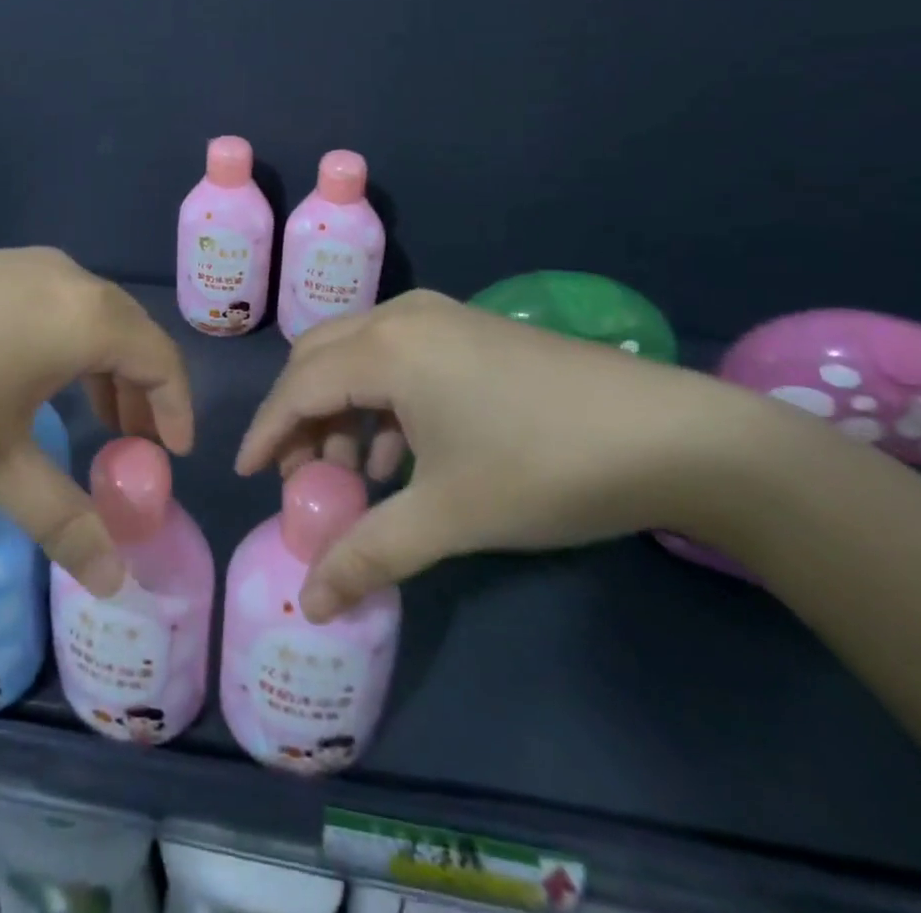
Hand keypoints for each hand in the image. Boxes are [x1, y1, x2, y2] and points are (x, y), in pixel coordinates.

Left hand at [0, 246, 192, 596]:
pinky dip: (63, 342)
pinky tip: (28, 376)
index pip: (161, 359)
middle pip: (128, 331)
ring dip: (101, 365)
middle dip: (141, 390)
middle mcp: (65, 277)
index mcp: (86, 317)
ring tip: (90, 414)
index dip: (177, 408)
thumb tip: (115, 582)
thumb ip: (63, 520)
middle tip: (134, 444)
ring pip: (86, 313)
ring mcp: (21, 262)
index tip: (174, 455)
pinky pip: (49, 301)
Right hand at [235, 289, 755, 620]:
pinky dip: (380, 397)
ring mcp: (441, 316)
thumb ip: (369, 553)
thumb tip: (310, 603)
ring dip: (341, 407)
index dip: (266, 432)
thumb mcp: (449, 515)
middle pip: (319, 358)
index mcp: (386, 349)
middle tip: (298, 474)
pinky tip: (402, 450)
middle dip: (299, 415)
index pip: (298, 386)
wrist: (676, 436)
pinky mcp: (471, 328)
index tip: (245, 474)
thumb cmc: (543, 468)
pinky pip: (398, 354)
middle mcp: (402, 317)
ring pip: (359, 353)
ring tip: (353, 471)